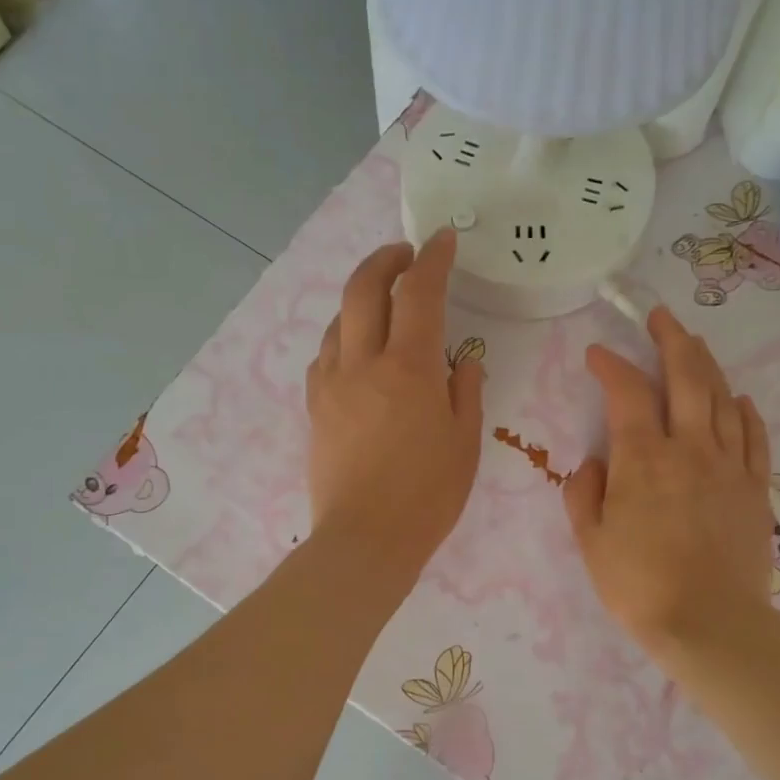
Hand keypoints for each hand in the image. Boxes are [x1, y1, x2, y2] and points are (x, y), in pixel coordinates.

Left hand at [305, 229, 483, 587]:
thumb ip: (464, 390)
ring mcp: (331, 384)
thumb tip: (460, 362)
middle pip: (363, 289)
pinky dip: (343, 337)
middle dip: (385, 260)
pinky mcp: (314, 407)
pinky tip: (356, 351)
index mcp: (409, 368)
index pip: (419, 293)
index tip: (442, 240)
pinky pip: (325, 355)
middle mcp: (363, 363)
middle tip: (404, 255)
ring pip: (338, 320)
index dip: (432, 259)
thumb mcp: (465, 442)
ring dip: (361, 299)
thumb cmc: (428, 495)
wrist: (366, 539)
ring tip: (383, 305)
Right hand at [563, 307, 774, 657]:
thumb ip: (583, 493)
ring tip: (693, 344)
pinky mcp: (755, 487)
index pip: (626, 393)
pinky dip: (744, 410)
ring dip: (706, 364)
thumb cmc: (638, 585)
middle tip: (660, 318)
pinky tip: (738, 398)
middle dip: (671, 340)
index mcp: (643, 459)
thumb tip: (593, 464)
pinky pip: (753, 436)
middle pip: (686, 377)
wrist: (709, 623)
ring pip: (721, 398)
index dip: (610, 366)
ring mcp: (729, 465)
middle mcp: (689, 448)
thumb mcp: (590, 541)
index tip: (597, 354)